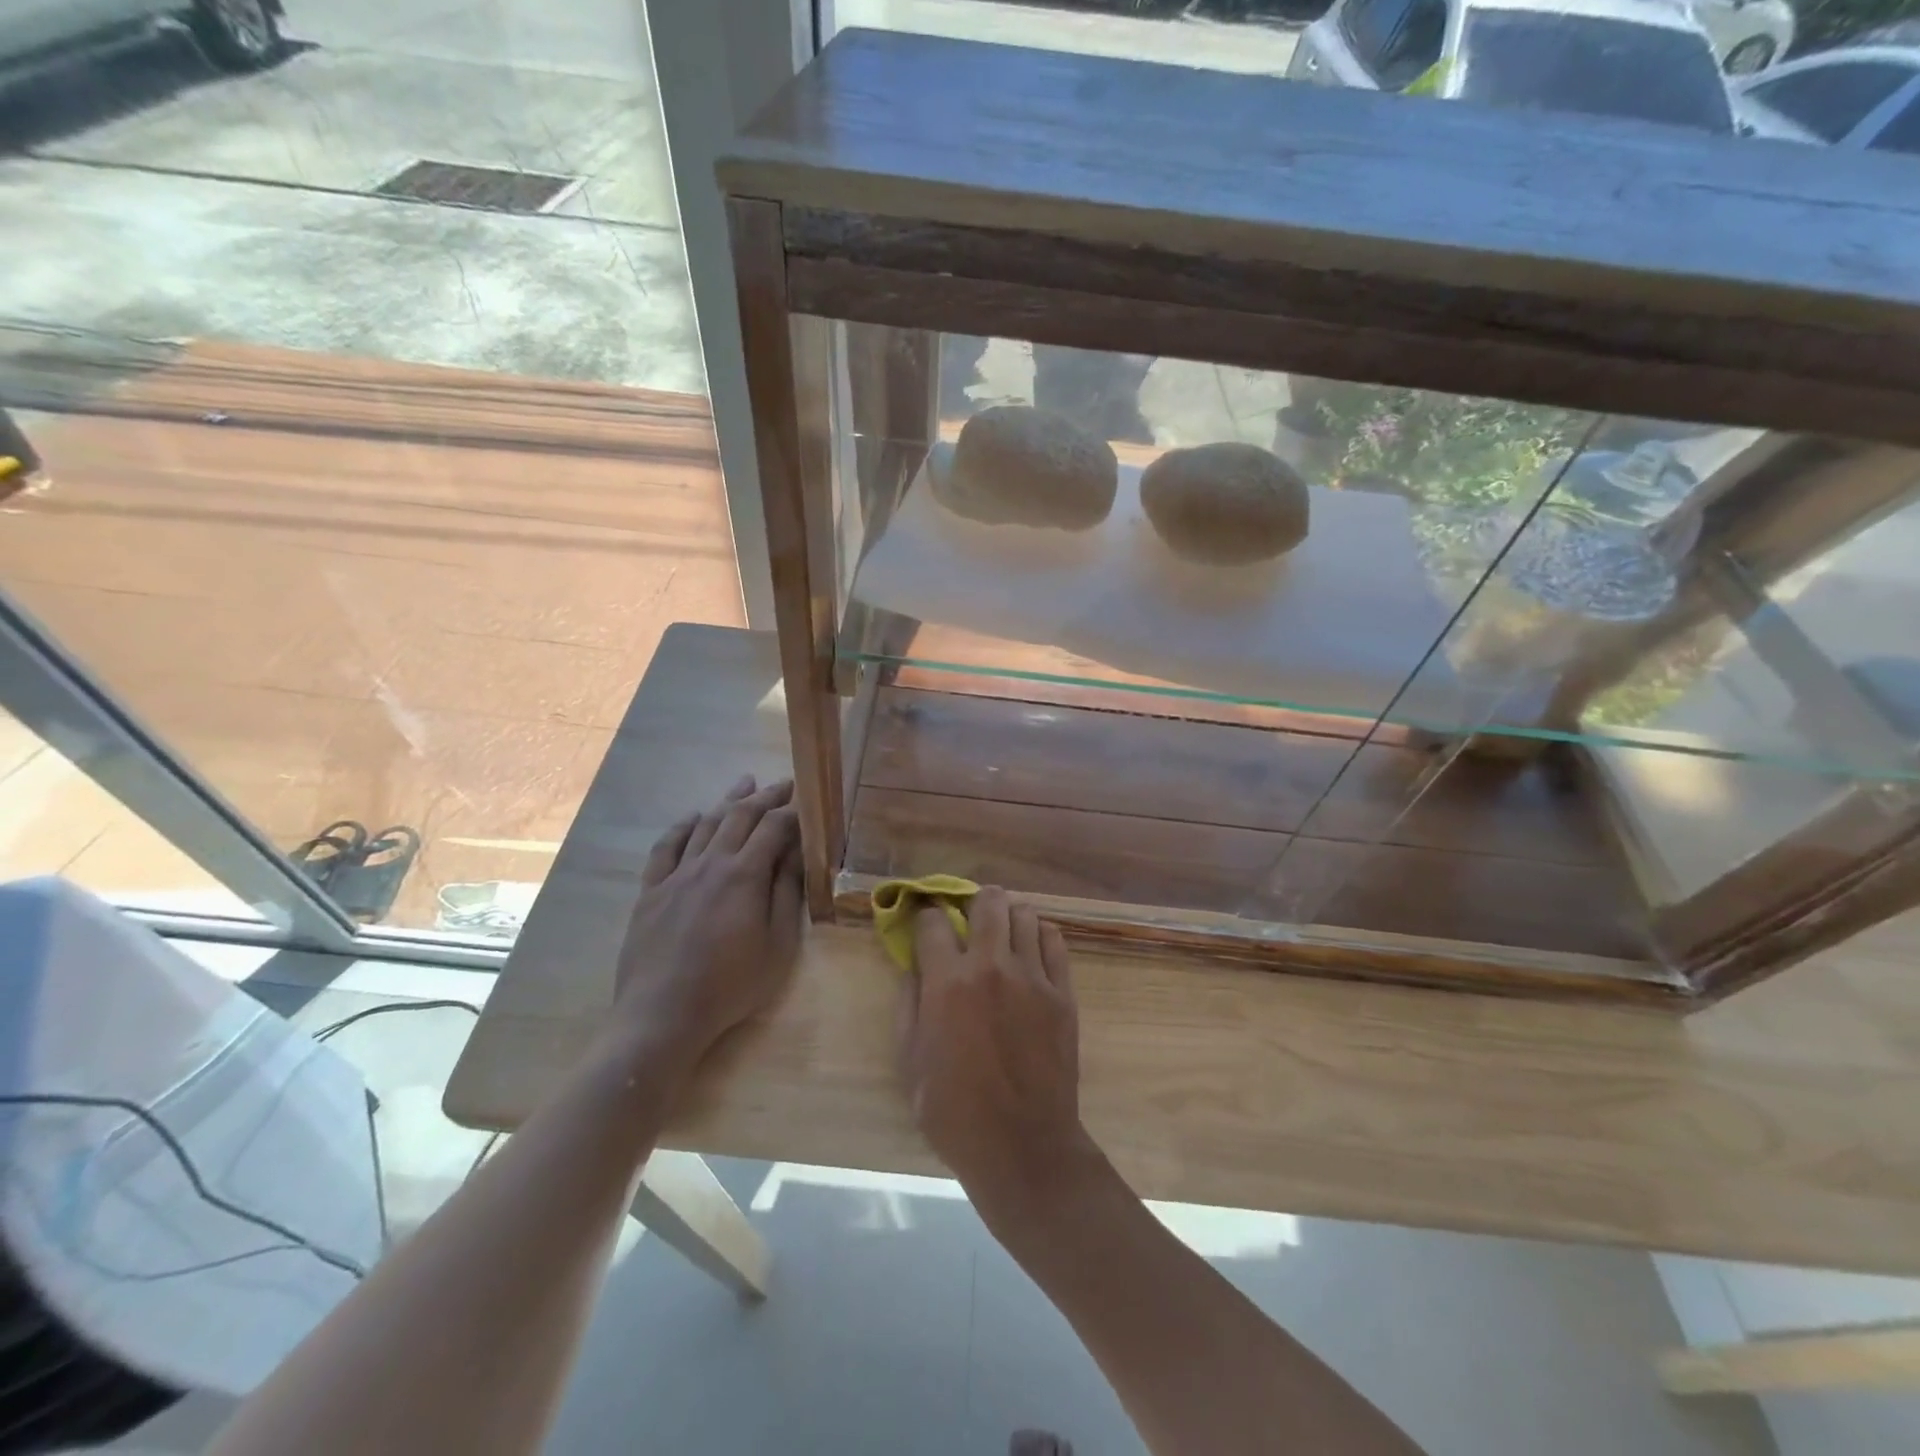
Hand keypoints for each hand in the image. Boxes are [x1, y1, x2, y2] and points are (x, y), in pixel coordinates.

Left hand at [610, 774, 803, 1076]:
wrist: (663, 1013)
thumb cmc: (731, 985)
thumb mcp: (778, 945)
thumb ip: (787, 894)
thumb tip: (797, 853)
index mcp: (744, 875)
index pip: (774, 827)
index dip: (793, 809)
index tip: (807, 798)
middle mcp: (710, 863)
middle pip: (739, 816)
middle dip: (765, 796)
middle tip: (783, 783)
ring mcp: (676, 875)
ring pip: (704, 824)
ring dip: (728, 801)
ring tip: (744, 783)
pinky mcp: (651, 891)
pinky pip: (666, 847)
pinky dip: (682, 826)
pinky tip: (692, 817)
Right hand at [897, 886, 1097, 1220]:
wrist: (1022, 1146)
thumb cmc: (954, 1111)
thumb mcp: (910, 1062)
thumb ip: (909, 1005)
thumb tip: (913, 967)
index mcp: (947, 982)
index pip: (932, 920)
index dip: (925, 918)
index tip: (925, 926)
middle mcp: (991, 966)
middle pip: (987, 901)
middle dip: (973, 902)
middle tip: (970, 922)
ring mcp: (1032, 977)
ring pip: (1025, 914)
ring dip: (1008, 919)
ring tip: (1002, 938)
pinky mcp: (1062, 992)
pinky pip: (1055, 941)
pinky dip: (1040, 937)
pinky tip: (1031, 954)